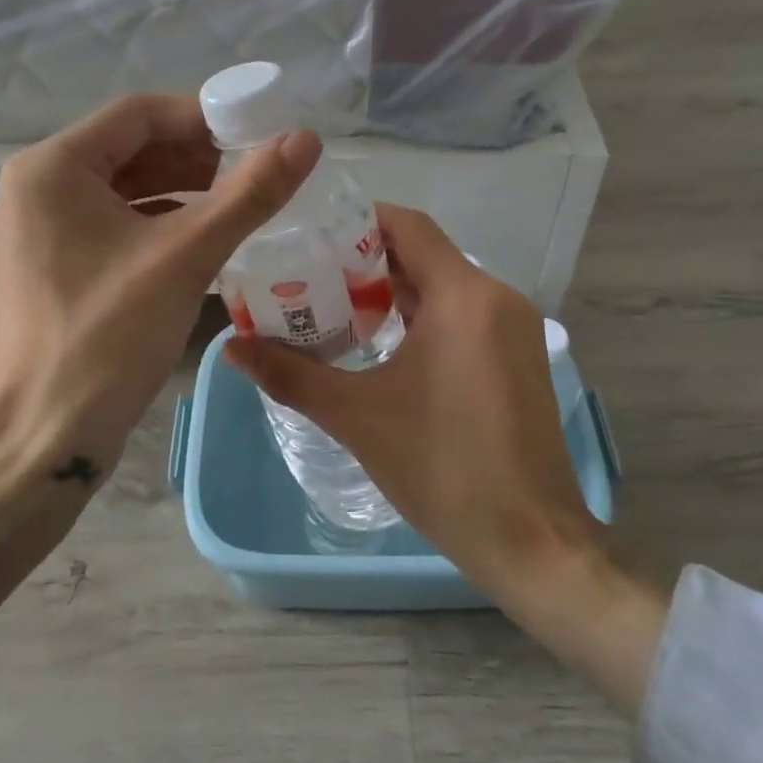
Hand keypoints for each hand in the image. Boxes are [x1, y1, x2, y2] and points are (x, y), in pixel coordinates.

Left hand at [0, 94, 320, 628]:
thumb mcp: (185, 257)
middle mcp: (38, 189)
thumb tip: (306, 139)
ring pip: (125, 188)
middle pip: (131, 148)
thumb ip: (249, 194)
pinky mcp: (54, 266)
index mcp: (53, 169)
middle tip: (255, 173)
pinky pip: (115, 224)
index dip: (203, 116)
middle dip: (197, 156)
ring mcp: (42, 230)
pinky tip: (204, 242)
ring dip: (183, 191)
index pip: (138, 114)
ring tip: (239, 206)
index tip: (258, 134)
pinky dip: (161, 224)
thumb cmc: (107, 337)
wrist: (43, 439)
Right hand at [225, 207, 669, 713]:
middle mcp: (496, 297)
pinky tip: (381, 345)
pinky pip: (463, 315)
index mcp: (464, 295)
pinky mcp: (518, 358)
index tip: (309, 234)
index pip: (407, 226)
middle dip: (364, 261)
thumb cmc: (443, 468)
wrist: (531, 542)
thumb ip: (291, 374)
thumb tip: (230, 346)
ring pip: (443, 287)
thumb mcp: (357, 417)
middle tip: (307, 274)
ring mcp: (514, 328)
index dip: (357, 220)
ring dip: (392, 292)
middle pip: (423, 254)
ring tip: (332, 308)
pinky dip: (421, 317)